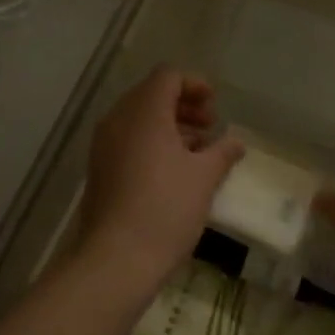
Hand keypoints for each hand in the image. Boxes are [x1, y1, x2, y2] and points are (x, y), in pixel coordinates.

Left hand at [76, 67, 244, 286]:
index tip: (215, 107)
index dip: (195, 85)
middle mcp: (118, 120)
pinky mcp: (99, 169)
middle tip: (210, 127)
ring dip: (170, 126)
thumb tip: (235, 142)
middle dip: (184, 106)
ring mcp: (104, 145)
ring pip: (139, 119)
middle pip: (151, 95)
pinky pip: (128, 141)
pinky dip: (152, 144)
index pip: (168, 77)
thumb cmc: (166, 208)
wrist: (117, 258)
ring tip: (198, 151)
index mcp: (144, 112)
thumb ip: (222, 152)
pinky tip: (174, 171)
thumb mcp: (204, 178)